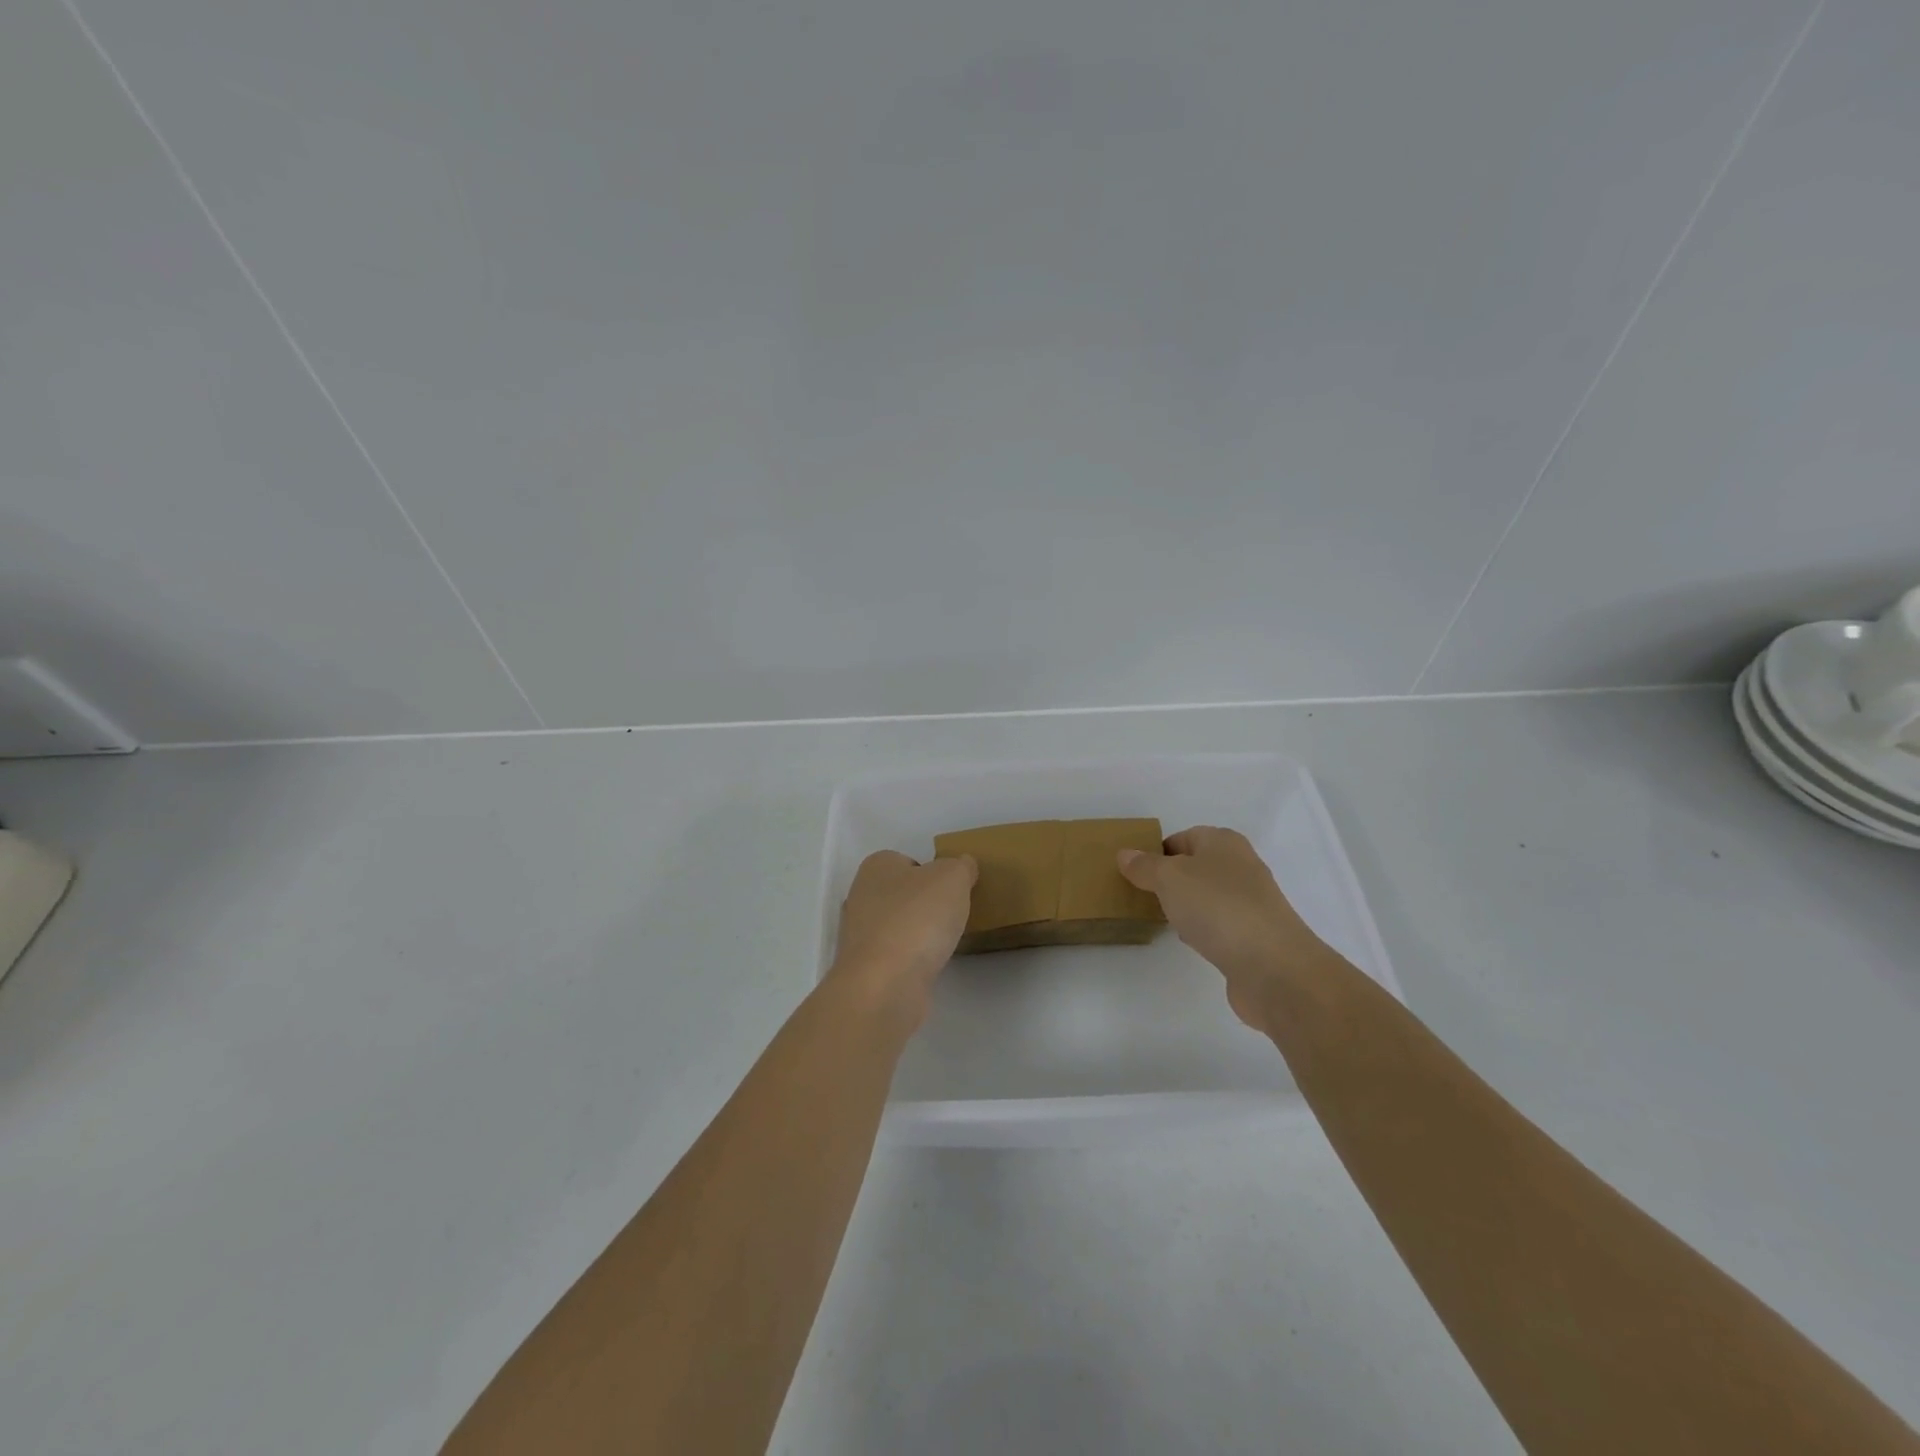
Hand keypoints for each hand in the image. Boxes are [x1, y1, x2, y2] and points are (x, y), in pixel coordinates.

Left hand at [825, 851, 977, 1031]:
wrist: (885, 984)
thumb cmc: (917, 918)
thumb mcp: (953, 877)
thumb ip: (961, 866)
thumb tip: (963, 867)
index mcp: (876, 867)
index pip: (908, 861)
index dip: (933, 873)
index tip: (953, 891)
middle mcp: (861, 896)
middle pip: (902, 894)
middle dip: (925, 905)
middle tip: (952, 916)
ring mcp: (859, 936)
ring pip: (897, 926)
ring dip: (918, 934)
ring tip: (943, 944)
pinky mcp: (865, 969)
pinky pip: (895, 956)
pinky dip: (912, 960)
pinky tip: (928, 966)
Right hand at [1118, 827, 1324, 1026]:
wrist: (1273, 967)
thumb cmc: (1217, 908)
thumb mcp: (1169, 878)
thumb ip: (1145, 866)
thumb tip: (1125, 854)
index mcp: (1224, 843)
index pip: (1183, 837)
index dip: (1157, 851)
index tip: (1134, 872)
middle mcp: (1241, 867)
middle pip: (1196, 867)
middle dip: (1170, 880)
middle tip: (1142, 895)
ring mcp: (1251, 903)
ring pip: (1207, 897)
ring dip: (1186, 906)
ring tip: (1162, 919)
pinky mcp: (1254, 936)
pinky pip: (1219, 925)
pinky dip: (1203, 930)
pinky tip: (1190, 942)